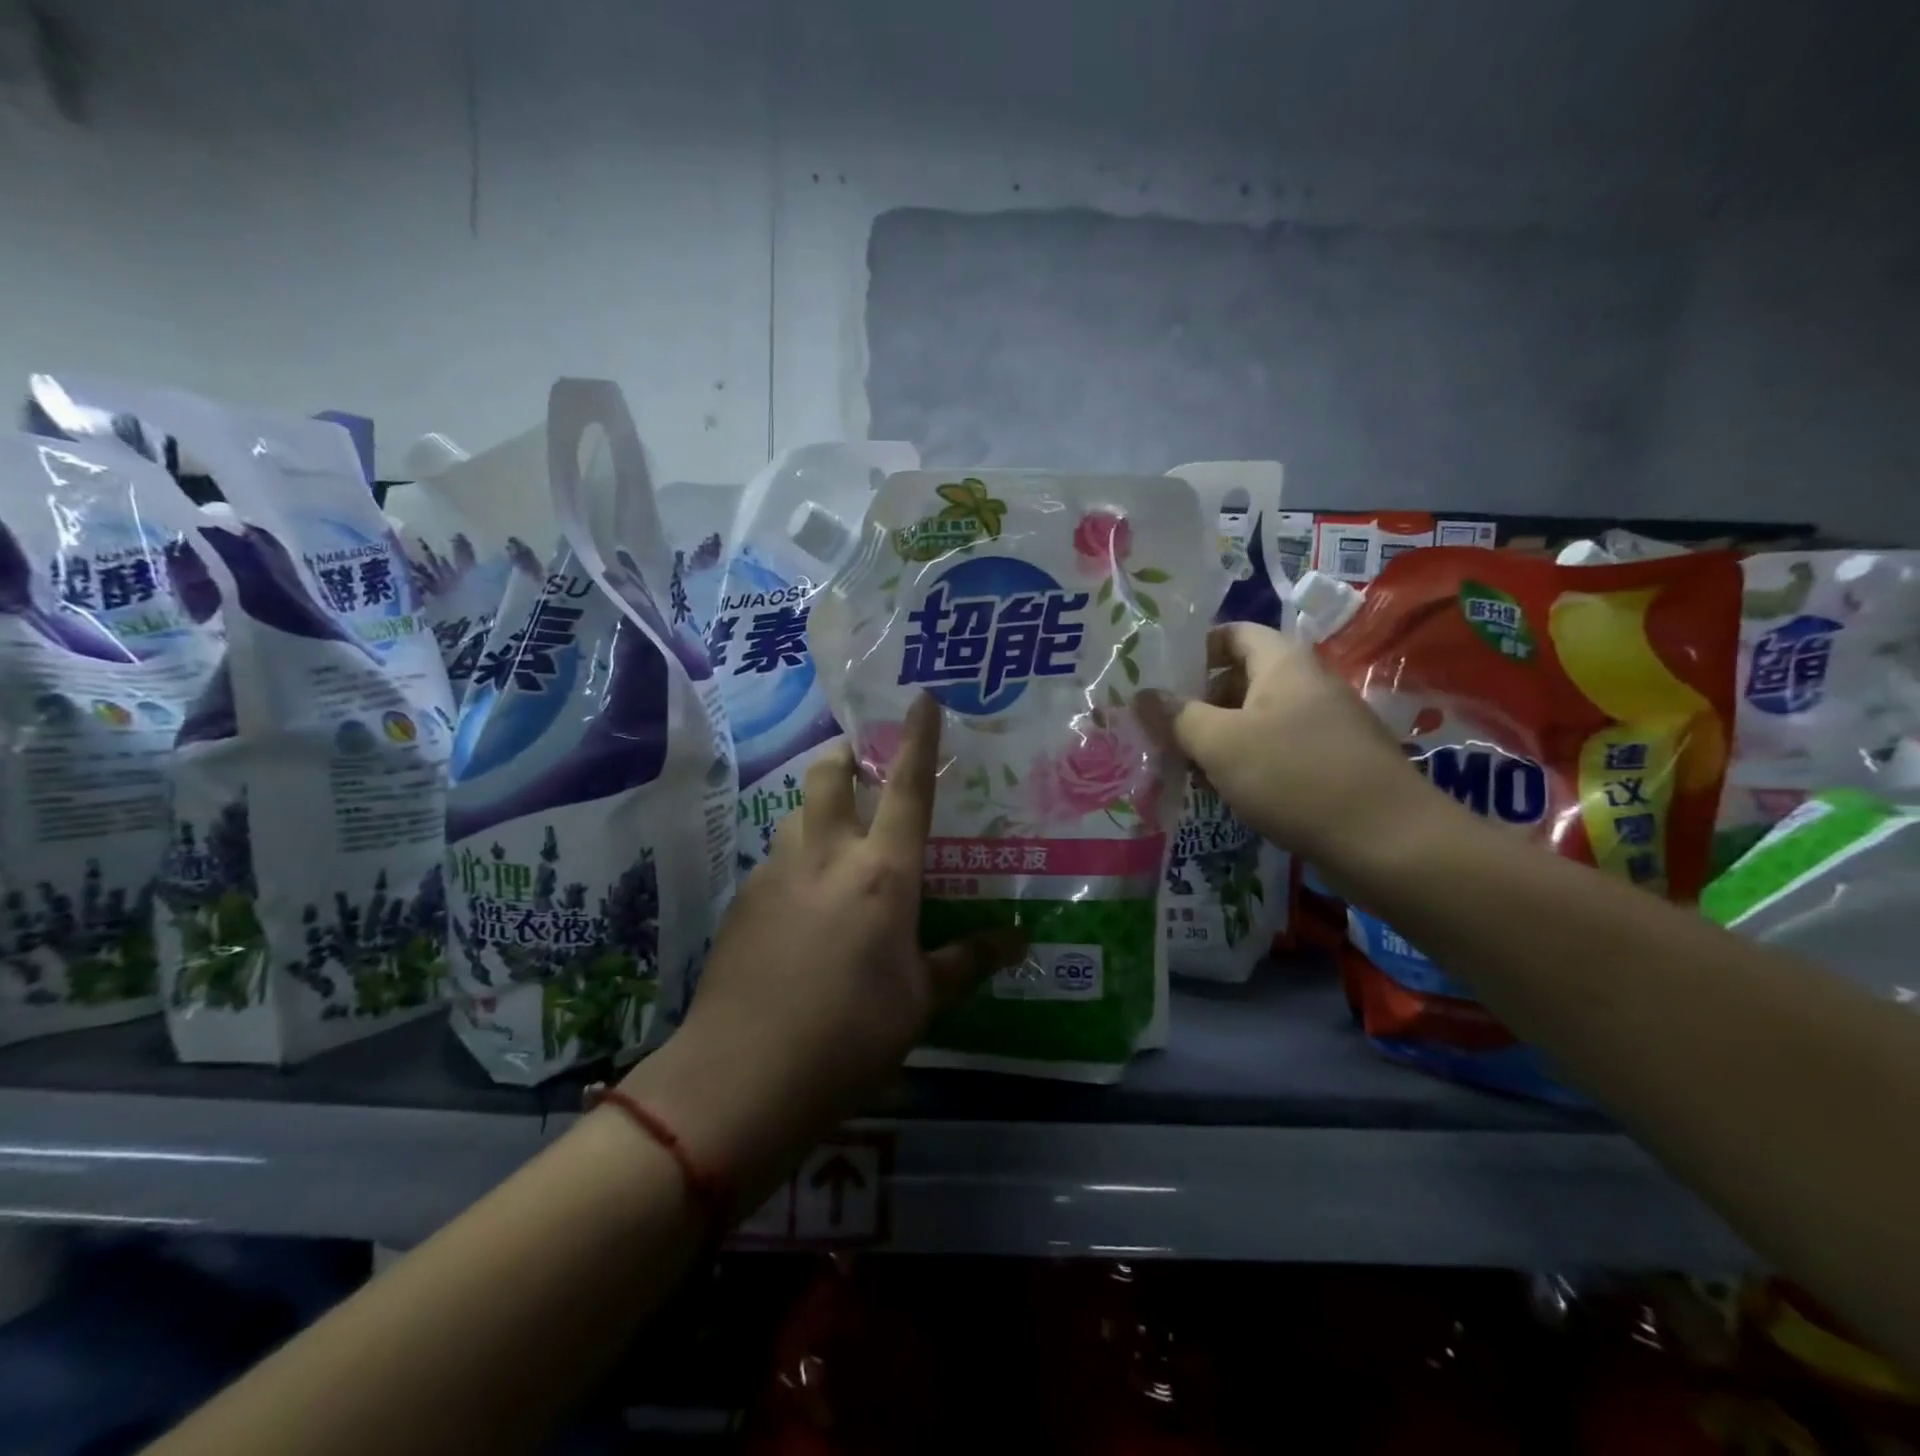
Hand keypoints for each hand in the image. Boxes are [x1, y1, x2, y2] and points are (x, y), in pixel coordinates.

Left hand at [623, 694, 1025, 1204]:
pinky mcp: (742, 902)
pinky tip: (804, 908)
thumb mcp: (919, 1002)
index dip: (917, 738)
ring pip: (796, 815)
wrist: (740, 1080)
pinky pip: (776, 860)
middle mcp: (826, 855)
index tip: (921, 698)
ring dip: (819, 811)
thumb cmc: (849, 1036)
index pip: (906, 788)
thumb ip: (967, 961)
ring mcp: (776, 874)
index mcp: (881, 873)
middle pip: (827, 775)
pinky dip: (796, 862)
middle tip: (861, 766)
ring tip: (838, 844)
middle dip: (843, 756)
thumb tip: (1019, 940)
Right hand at [1140, 622, 1434, 872]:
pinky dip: (1246, 763)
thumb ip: (1177, 716)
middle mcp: (1307, 685)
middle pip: (1241, 678)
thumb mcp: (1220, 743)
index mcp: (1284, 663)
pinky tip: (1224, 791)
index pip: (1233, 633)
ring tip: (1183, 765)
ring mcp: (1324, 725)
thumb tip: (1143, 695)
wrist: (1388, 843)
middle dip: (1198, 702)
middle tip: (1161, 730)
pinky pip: (1277, 750)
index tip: (1159, 678)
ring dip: (1218, 738)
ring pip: (1256, 719)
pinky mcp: (1332, 763)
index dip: (1194, 649)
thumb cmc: (1294, 777)